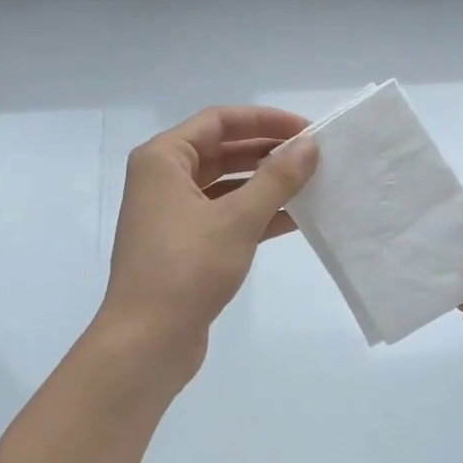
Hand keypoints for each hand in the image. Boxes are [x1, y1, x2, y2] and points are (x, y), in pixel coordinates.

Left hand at [99, 106, 317, 379]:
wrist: (147, 341)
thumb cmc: (187, 268)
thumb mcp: (237, 219)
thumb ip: (276, 179)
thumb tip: (309, 146)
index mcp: (162, 159)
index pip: (218, 121)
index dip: (264, 120)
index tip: (306, 129)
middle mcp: (163, 179)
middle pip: (222, 150)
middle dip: (267, 151)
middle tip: (314, 156)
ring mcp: (172, 214)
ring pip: (226, 186)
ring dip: (265, 184)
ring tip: (312, 184)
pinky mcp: (185, 245)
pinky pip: (225, 216)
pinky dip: (256, 214)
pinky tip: (295, 219)